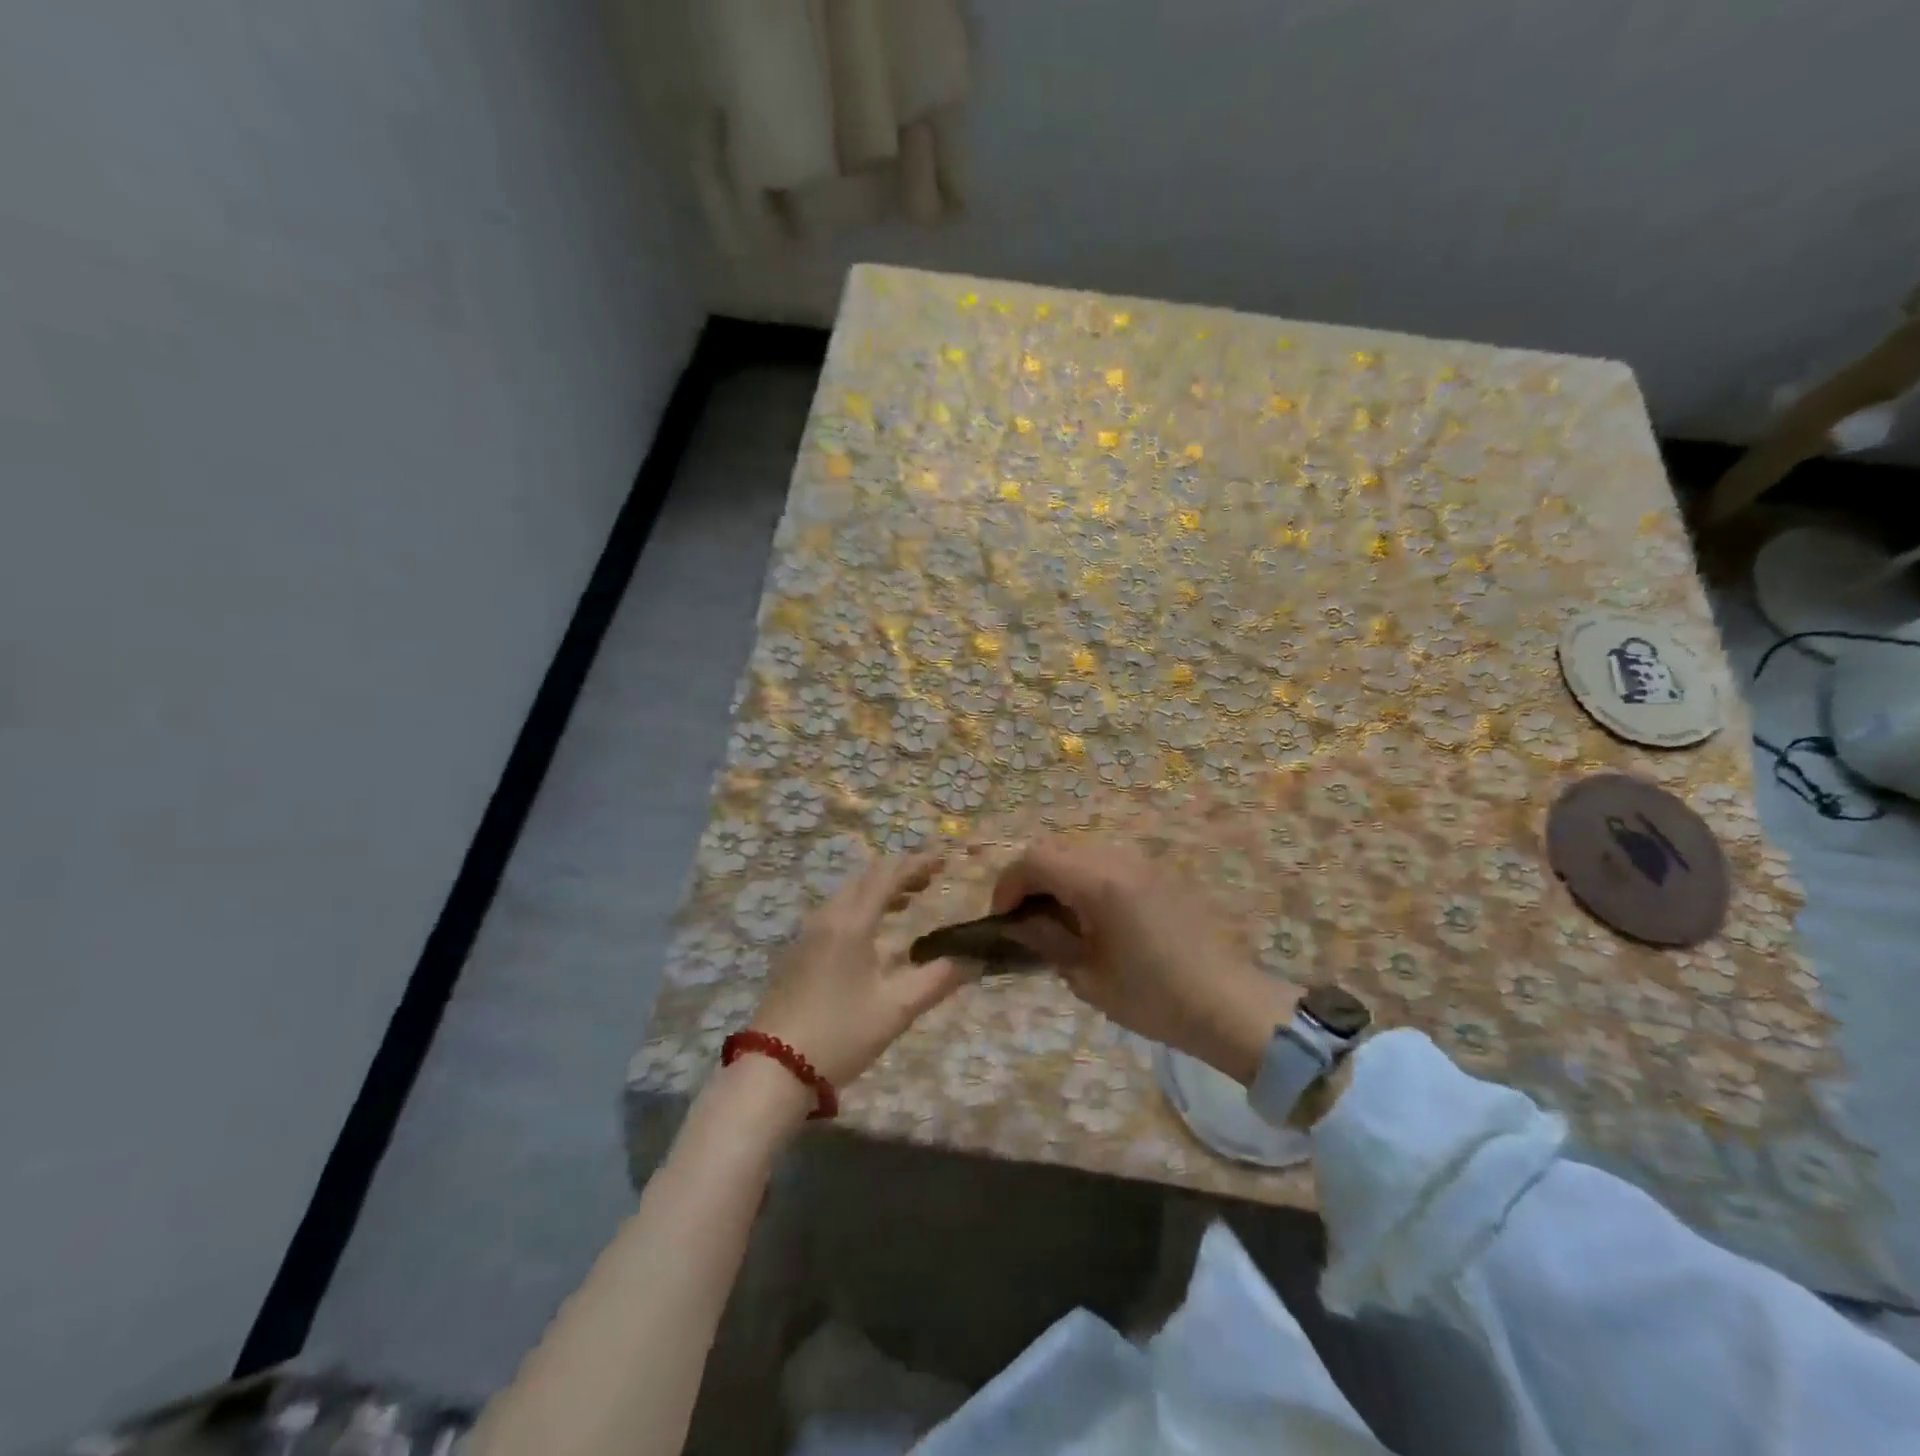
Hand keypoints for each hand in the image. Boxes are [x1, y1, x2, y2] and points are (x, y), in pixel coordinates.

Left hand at [750, 851, 966, 1090]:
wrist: (774, 1069)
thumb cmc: (840, 1034)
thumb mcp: (896, 1010)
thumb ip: (938, 980)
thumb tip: (974, 960)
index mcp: (851, 923)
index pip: (887, 875)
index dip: (917, 863)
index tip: (943, 860)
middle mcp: (827, 918)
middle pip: (865, 878)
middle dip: (899, 872)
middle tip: (930, 879)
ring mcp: (807, 934)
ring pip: (848, 894)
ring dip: (879, 890)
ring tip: (909, 900)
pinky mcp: (797, 953)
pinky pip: (835, 913)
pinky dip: (861, 907)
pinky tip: (874, 933)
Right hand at [991, 835, 1297, 1084]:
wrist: (1227, 1003)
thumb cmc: (1154, 997)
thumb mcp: (1087, 976)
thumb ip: (1046, 939)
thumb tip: (1020, 923)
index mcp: (1098, 882)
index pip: (1034, 860)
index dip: (1008, 885)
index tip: (1003, 920)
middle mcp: (1118, 858)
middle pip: (1054, 849)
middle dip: (1030, 880)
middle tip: (1024, 920)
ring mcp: (1141, 861)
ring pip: (1080, 852)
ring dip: (1058, 877)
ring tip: (1057, 921)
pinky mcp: (1157, 871)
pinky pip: (1106, 861)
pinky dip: (1084, 879)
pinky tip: (1092, 917)